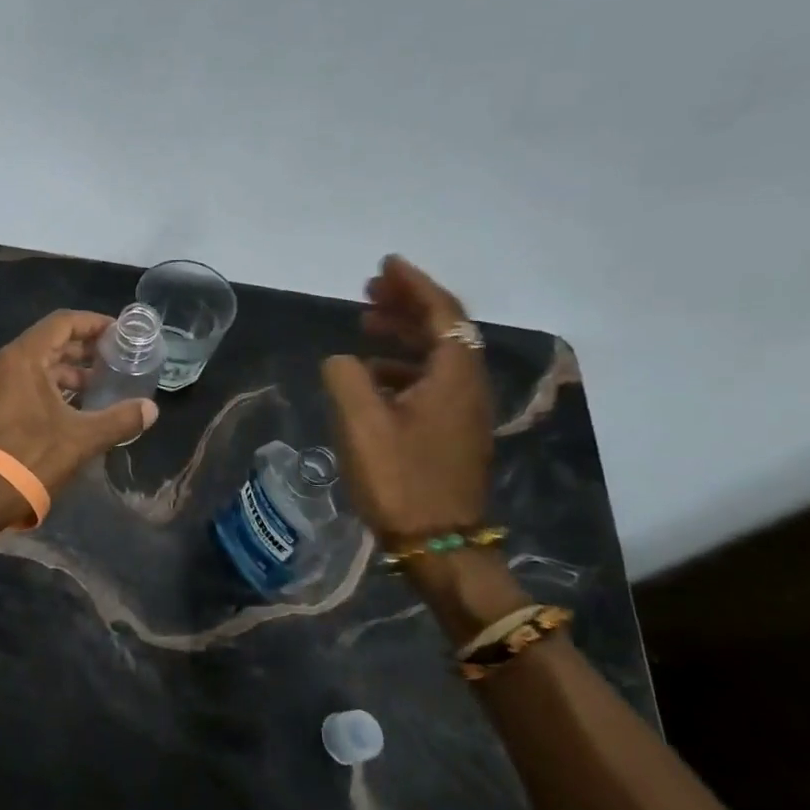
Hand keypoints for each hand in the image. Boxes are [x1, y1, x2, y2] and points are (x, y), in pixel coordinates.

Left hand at [0, 311, 157, 497]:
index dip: (93, 324)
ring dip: (62, 372)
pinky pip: (16, 384)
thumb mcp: (82, 438)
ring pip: (30, 366)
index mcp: (21, 358)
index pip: (62, 323)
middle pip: (46, 342)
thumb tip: (151, 410)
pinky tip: (63, 409)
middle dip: (80, 351)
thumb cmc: (30, 457)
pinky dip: (42, 387)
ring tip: (92, 388)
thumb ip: (120, 419)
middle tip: (111, 361)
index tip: (117, 334)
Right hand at [320, 256, 493, 543]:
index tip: (385, 264)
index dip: (414, 284)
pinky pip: (431, 382)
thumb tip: (341, 360)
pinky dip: (402, 367)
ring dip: (402, 335)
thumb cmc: (399, 478)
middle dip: (406, 304)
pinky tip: (371, 377)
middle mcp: (467, 386)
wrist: (437, 544)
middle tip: (368, 290)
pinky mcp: (452, 433)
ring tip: (364, 326)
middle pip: (443, 329)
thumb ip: (345, 377)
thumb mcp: (361, 423)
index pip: (441, 312)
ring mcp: (463, 412)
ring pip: (436, 356)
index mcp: (454, 375)